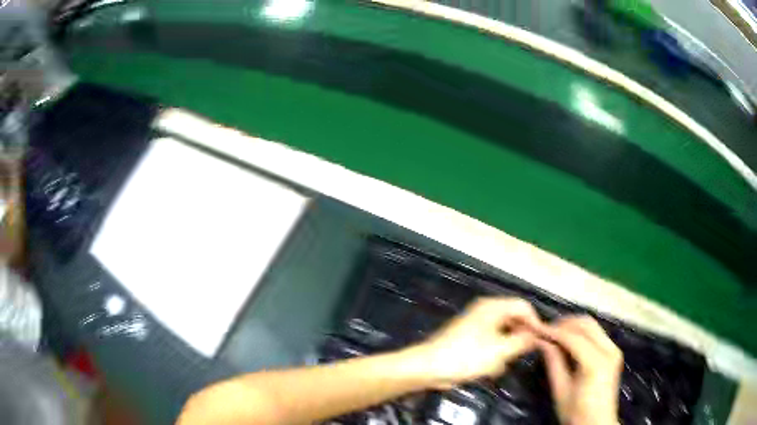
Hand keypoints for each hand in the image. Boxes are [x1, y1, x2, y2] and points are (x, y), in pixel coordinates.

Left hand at [414, 297, 541, 386]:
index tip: (541, 341)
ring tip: (499, 364)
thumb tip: (537, 336)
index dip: (535, 322)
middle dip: (519, 339)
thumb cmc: (466, 356)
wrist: (428, 368)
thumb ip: (523, 341)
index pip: (523, 306)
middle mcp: (486, 311)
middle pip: (514, 320)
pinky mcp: (470, 339)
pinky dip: (493, 355)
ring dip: (505, 350)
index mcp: (493, 307)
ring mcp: (477, 325)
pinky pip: (491, 344)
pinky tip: (488, 369)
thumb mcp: (500, 350)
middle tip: (522, 355)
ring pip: (503, 335)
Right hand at [539, 316, 622, 424]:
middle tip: (545, 330)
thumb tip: (542, 341)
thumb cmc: (576, 413)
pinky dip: (581, 333)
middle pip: (586, 324)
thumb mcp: (561, 390)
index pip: (574, 337)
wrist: (597, 424)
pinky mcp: (613, 352)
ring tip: (554, 334)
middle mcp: (610, 350)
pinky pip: (596, 334)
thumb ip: (553, 362)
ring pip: (592, 326)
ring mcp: (614, 349)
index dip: (554, 331)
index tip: (537, 329)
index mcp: (597, 363)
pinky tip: (568, 341)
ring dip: (573, 326)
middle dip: (564, 324)